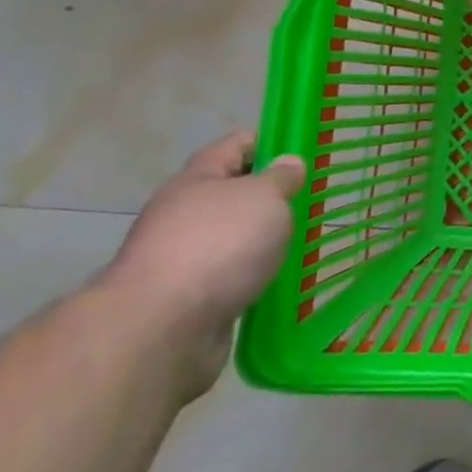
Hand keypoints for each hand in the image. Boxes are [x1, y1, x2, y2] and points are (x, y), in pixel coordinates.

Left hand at [100, 132, 304, 397]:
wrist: (160, 330)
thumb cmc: (218, 245)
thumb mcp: (264, 197)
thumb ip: (281, 178)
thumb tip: (288, 163)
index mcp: (197, 179)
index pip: (236, 145)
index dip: (269, 142)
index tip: (303, 150)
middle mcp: (183, 214)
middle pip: (232, 193)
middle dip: (269, 197)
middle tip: (311, 200)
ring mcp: (181, 259)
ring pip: (231, 239)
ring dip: (260, 241)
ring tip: (302, 242)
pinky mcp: (186, 301)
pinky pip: (228, 278)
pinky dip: (251, 278)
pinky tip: (279, 281)